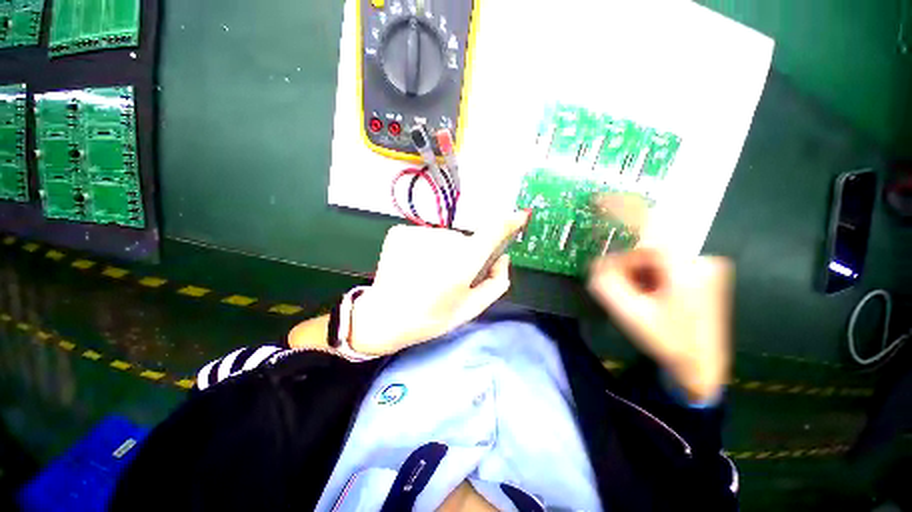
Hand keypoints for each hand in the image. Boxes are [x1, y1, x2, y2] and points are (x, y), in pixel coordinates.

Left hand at [349, 211, 529, 355]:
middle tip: (448, 278)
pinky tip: (414, 266)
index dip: (508, 222)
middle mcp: (443, 241)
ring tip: (428, 274)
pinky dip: (424, 249)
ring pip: (443, 238)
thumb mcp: (470, 308)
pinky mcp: (401, 231)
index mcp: (462, 262)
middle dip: (464, 255)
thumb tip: (503, 259)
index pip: (492, 231)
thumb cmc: (431, 318)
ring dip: (442, 252)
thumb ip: (496, 283)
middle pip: (465, 240)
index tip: (519, 216)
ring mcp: (419, 233)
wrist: (384, 317)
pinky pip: (424, 236)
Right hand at [587, 248, 733, 401]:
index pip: (645, 248)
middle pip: (652, 253)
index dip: (622, 260)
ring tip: (637, 294)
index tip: (611, 276)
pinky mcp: (709, 275)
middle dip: (631, 269)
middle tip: (623, 289)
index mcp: (689, 269)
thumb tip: (595, 263)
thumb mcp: (629, 313)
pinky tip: (651, 294)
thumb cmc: (667, 340)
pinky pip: (671, 266)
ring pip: (660, 260)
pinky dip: (655, 277)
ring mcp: (710, 268)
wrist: (702, 364)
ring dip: (642, 273)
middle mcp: (705, 261)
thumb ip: (606, 285)